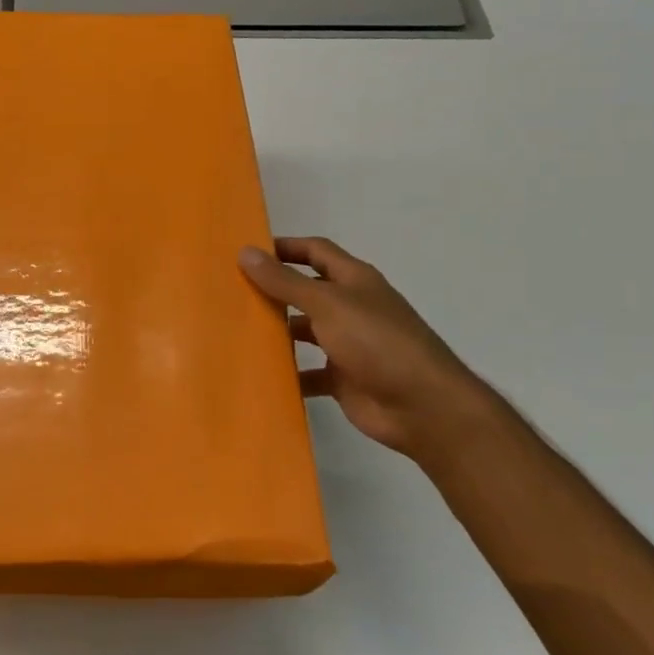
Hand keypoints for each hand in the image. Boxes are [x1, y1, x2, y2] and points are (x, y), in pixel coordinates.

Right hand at [239, 237, 500, 463]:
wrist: (423, 407)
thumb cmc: (377, 342)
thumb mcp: (327, 304)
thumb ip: (285, 281)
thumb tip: (245, 252)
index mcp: (354, 280)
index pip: (315, 251)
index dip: (284, 247)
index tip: (246, 252)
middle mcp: (351, 307)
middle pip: (306, 291)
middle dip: (273, 290)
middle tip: (230, 292)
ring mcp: (348, 344)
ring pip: (305, 331)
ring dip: (277, 332)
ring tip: (236, 332)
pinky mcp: (343, 378)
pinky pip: (308, 372)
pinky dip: (288, 373)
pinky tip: (259, 374)